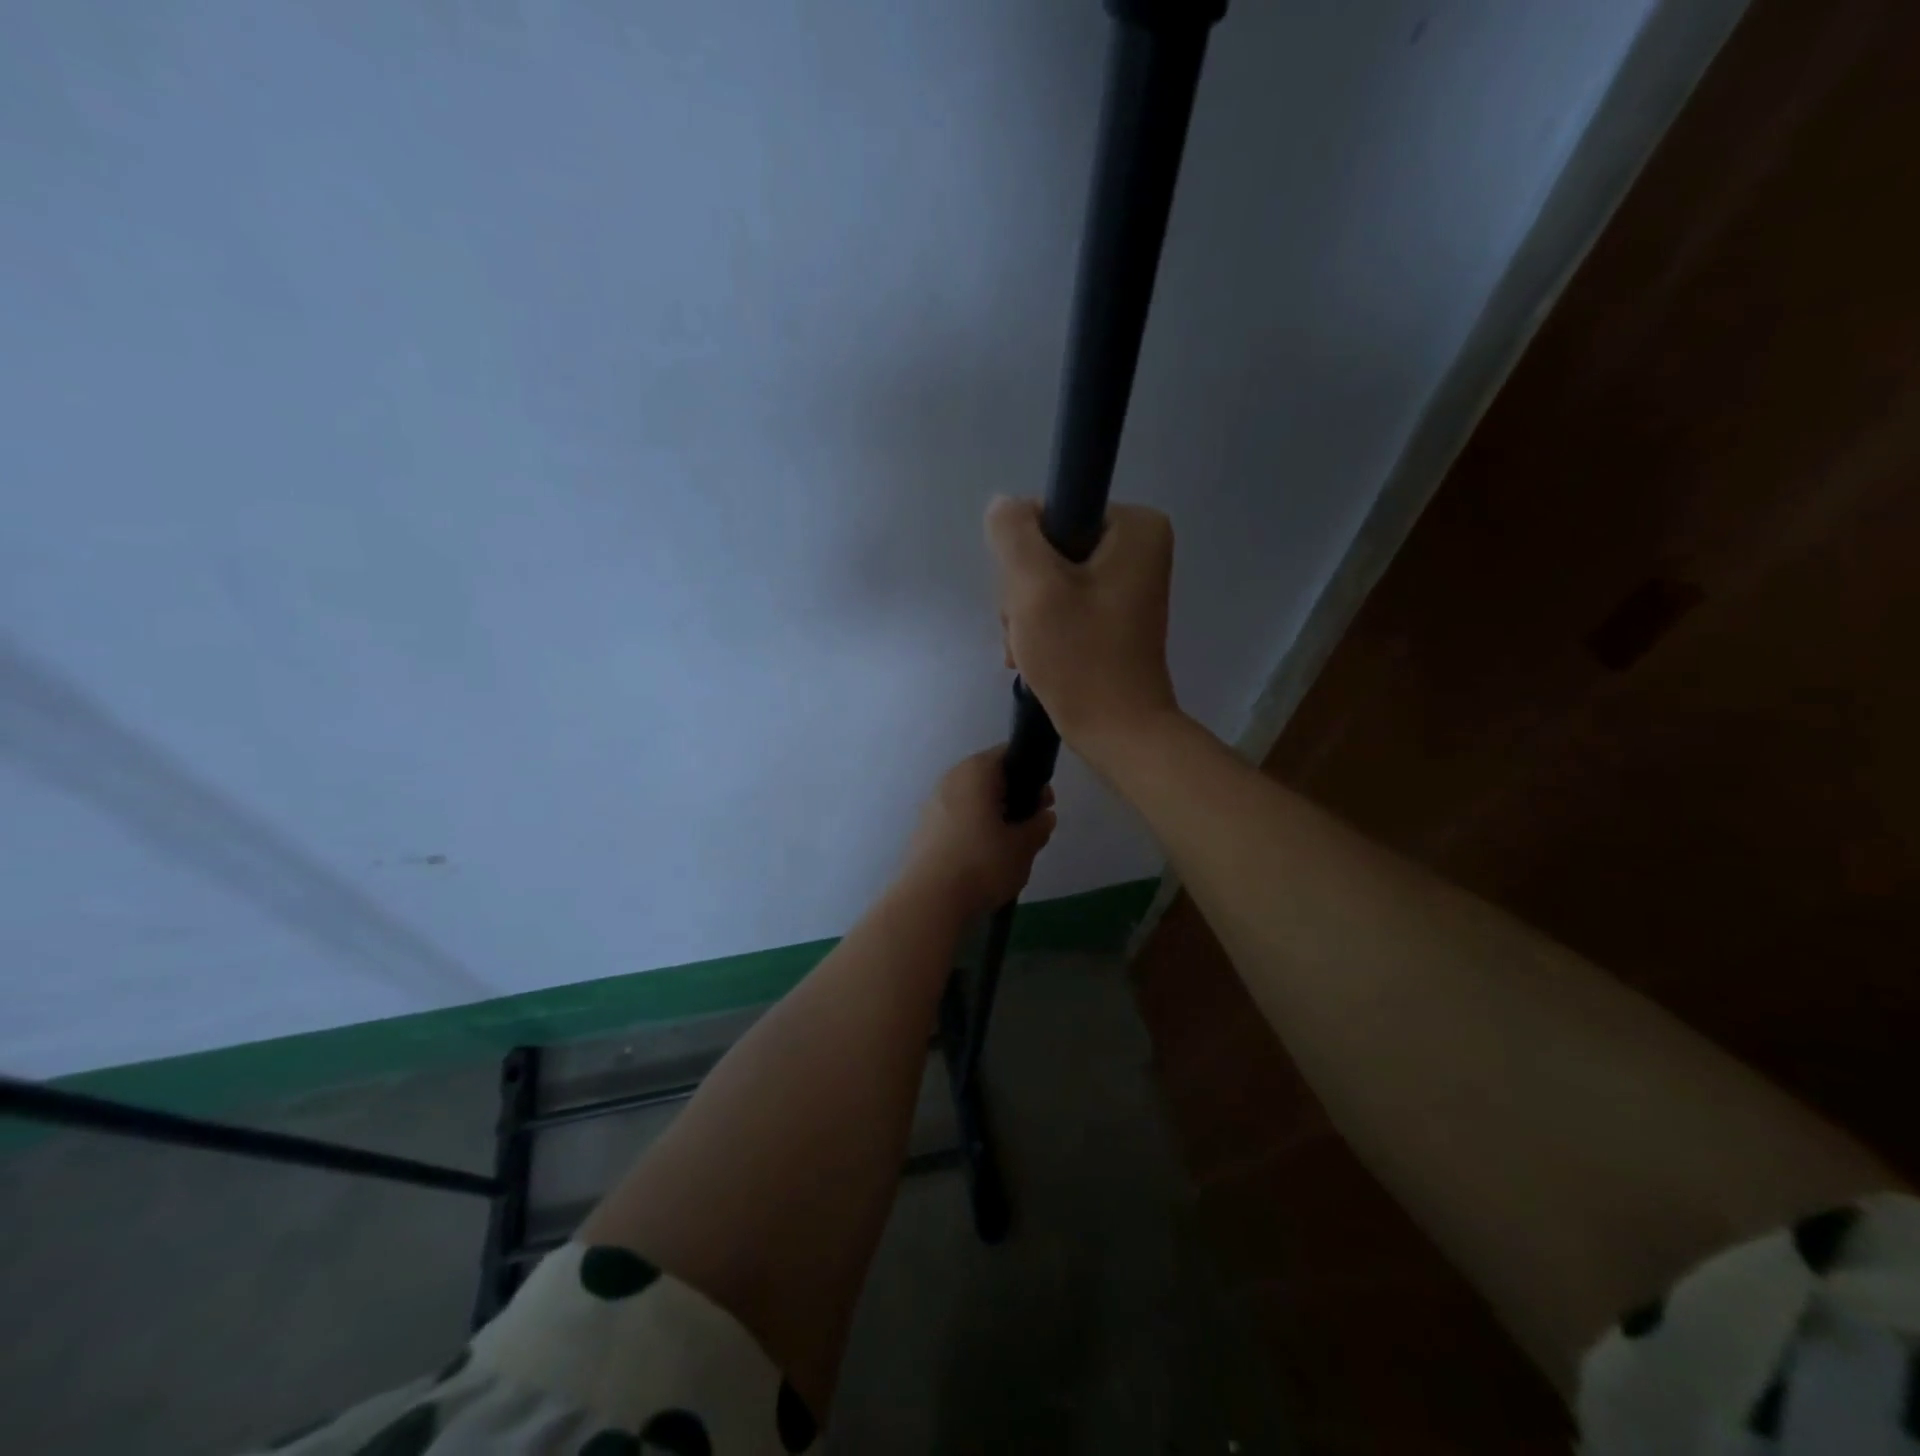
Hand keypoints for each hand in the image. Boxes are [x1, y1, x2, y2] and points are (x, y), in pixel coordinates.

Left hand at [900, 747, 1056, 917]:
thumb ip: (1038, 826)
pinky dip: (973, 830)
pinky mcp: (923, 830)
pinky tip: (983, 858)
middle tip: (1031, 826)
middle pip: (989, 778)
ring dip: (992, 816)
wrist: (930, 899)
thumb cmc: (982, 863)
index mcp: (975, 771)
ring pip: (972, 801)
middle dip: (1013, 798)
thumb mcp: (1023, 846)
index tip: (1044, 802)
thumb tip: (1044, 816)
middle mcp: (950, 779)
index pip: (1008, 755)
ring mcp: (932, 804)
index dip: (1032, 776)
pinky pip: (956, 820)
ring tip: (1009, 846)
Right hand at [985, 496, 1180, 764]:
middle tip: (1028, 630)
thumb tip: (1004, 506)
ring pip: (1049, 580)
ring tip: (1030, 651)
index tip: (1027, 599)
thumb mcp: (1034, 587)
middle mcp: (1139, 547)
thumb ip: (1012, 534)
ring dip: (1028, 615)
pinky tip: (1037, 657)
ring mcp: (1127, 583)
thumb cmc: (1080, 658)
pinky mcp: (1114, 615)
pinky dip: (1043, 629)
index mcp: (1135, 526)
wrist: (1117, 732)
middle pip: (1049, 549)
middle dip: (1025, 592)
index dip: (1024, 555)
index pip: (1050, 514)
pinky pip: (1064, 604)